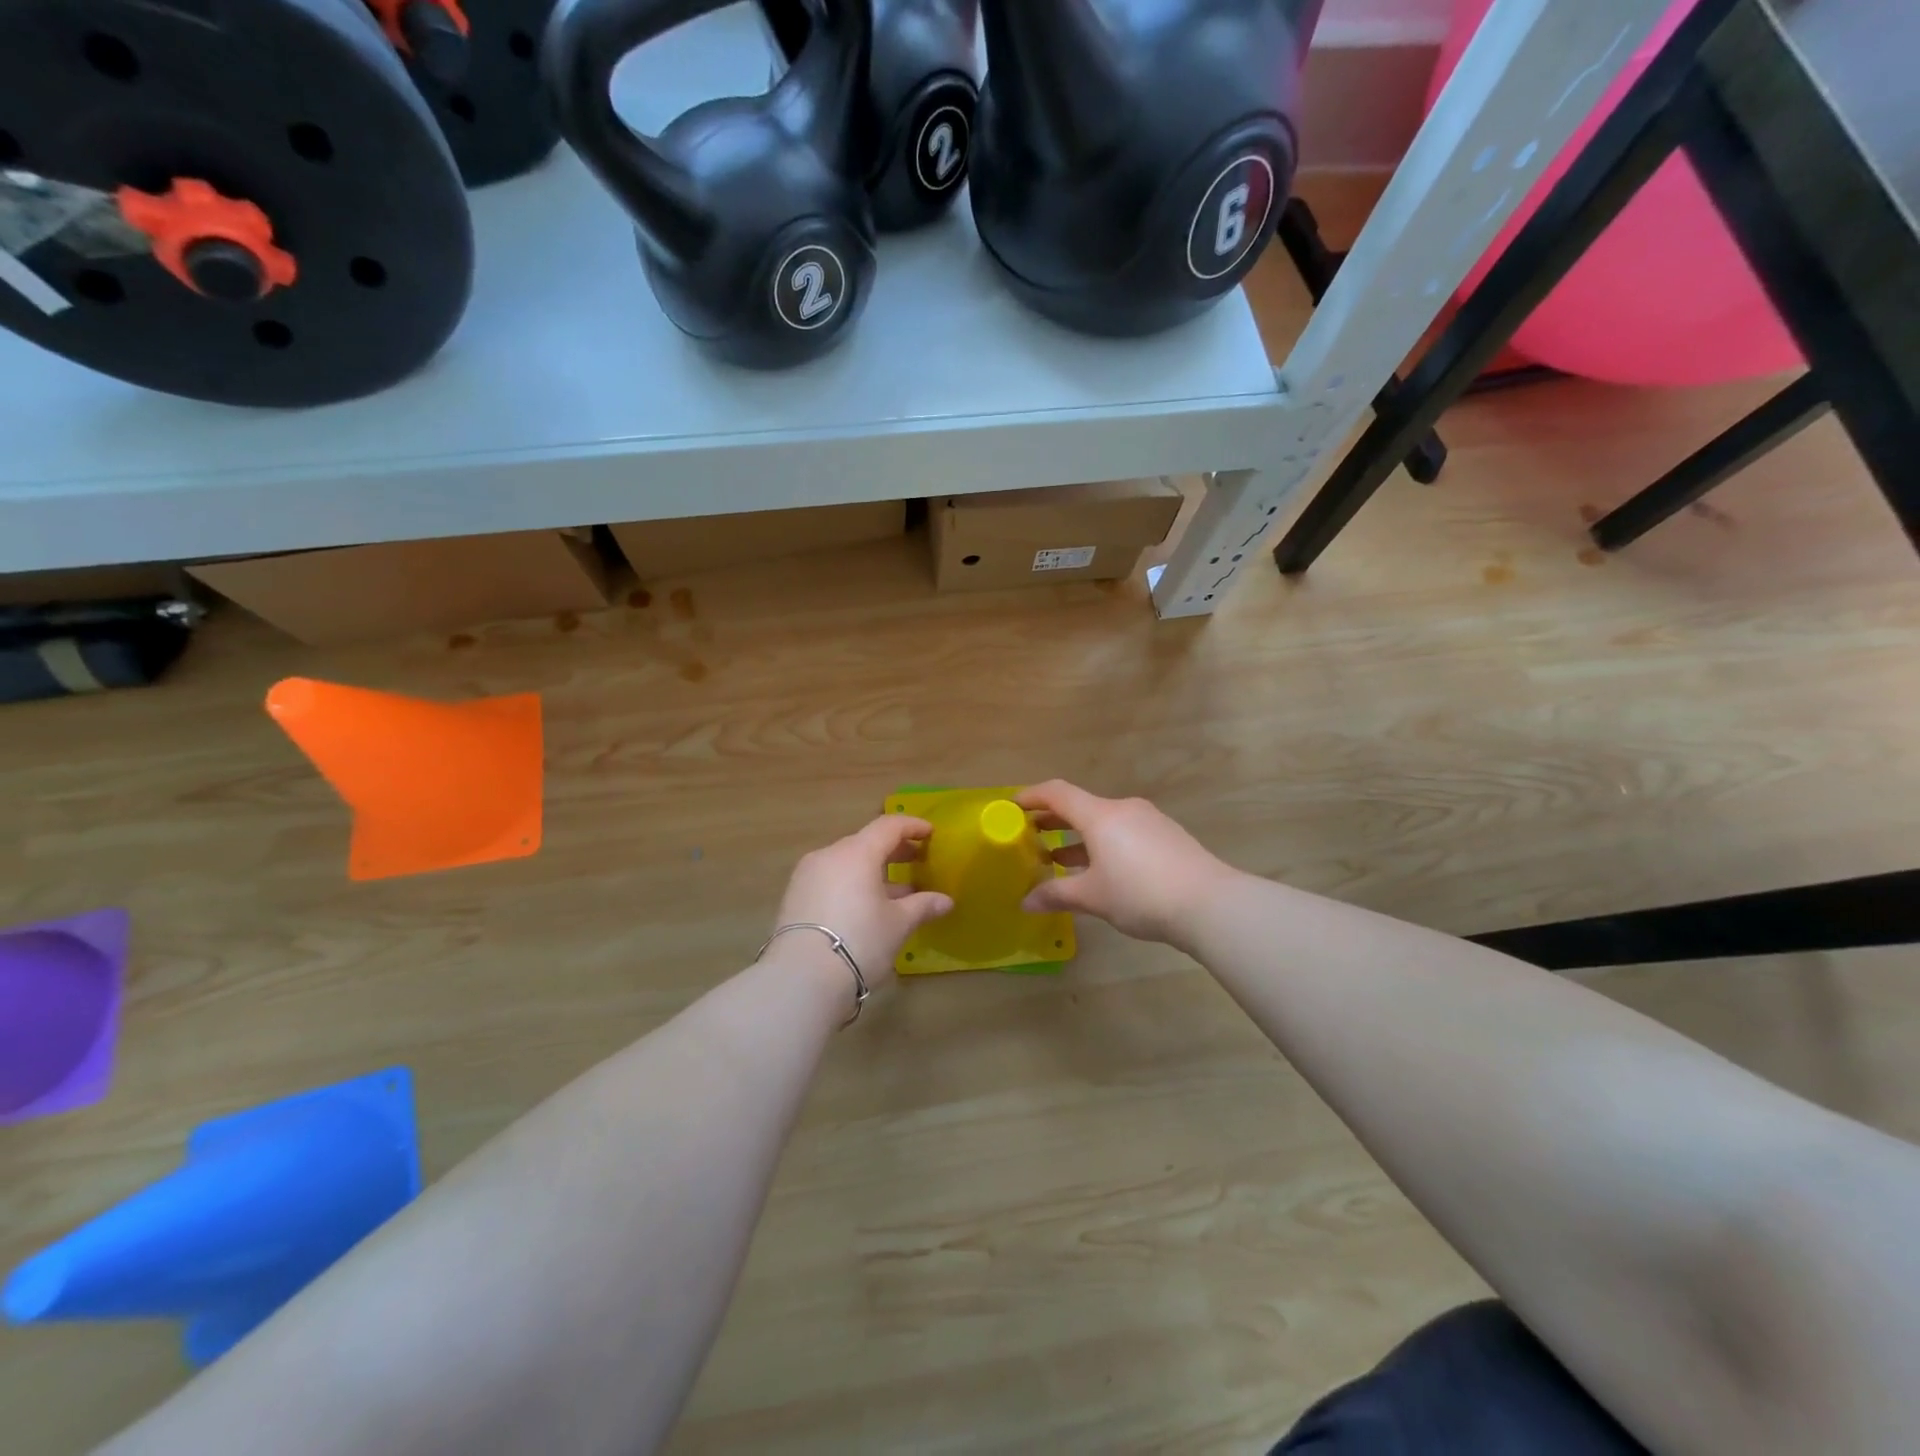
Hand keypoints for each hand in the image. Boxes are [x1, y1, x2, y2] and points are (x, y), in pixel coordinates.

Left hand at [774, 815, 953, 985]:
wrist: (801, 978)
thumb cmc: (859, 941)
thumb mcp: (898, 924)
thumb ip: (922, 906)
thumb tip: (945, 901)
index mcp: (857, 853)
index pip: (888, 826)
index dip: (912, 826)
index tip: (930, 833)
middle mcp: (829, 855)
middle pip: (865, 842)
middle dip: (893, 850)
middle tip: (916, 860)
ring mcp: (807, 876)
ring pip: (846, 863)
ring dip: (872, 871)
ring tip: (895, 891)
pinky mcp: (794, 897)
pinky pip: (830, 879)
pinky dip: (851, 884)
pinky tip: (865, 907)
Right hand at [1018, 781, 1230, 947]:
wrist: (1210, 904)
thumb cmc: (1141, 894)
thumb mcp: (1093, 897)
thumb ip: (1056, 895)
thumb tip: (1025, 902)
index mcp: (1100, 816)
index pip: (1057, 793)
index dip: (1032, 796)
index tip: (1012, 806)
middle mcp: (1123, 809)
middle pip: (1081, 806)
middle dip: (1053, 819)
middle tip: (1030, 835)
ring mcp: (1149, 820)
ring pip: (1104, 821)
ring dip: (1079, 836)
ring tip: (1060, 858)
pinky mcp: (1167, 836)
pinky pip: (1124, 832)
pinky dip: (1104, 843)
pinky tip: (1101, 870)